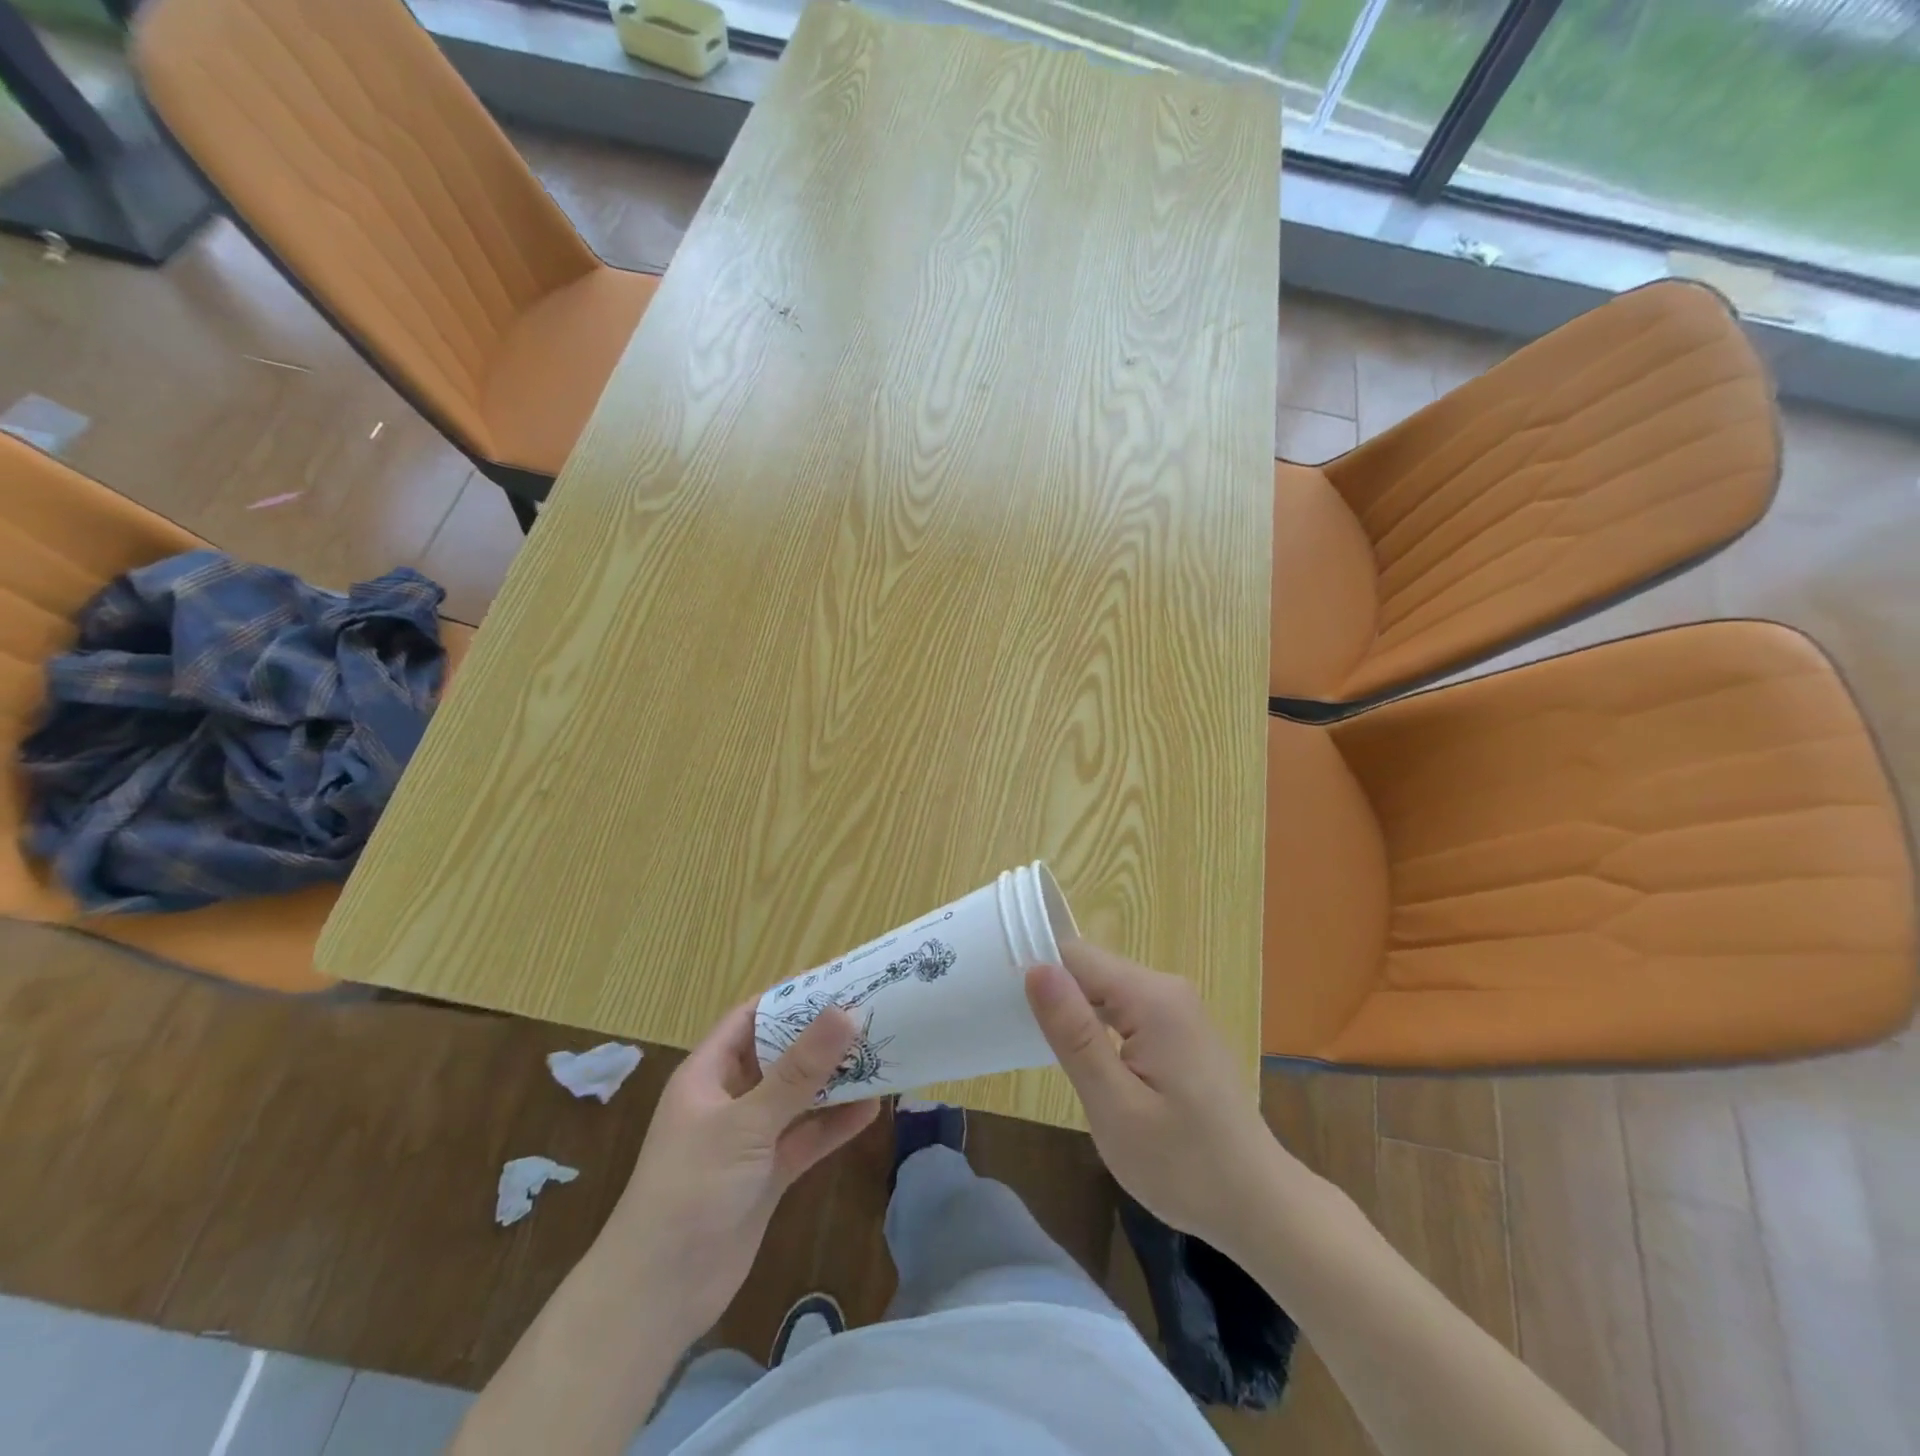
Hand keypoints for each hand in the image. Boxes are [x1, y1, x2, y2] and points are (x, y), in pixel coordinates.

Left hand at [604, 1002, 877, 1340]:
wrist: (657, 1295)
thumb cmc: (692, 1188)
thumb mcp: (747, 1122)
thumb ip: (799, 1071)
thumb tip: (845, 1013)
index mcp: (708, 1073)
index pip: (752, 1018)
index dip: (791, 998)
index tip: (837, 982)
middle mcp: (729, 1099)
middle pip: (781, 1056)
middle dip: (821, 1039)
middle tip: (871, 1016)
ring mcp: (750, 1139)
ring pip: (798, 1097)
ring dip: (834, 1081)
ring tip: (881, 1057)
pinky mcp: (767, 1175)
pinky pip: (806, 1138)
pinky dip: (834, 1125)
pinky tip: (872, 1110)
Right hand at [1025, 940, 1300, 1256]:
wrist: (1258, 1205)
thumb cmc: (1183, 1165)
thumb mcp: (1115, 1105)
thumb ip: (1074, 1034)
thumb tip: (1036, 968)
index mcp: (1152, 998)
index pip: (1077, 956)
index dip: (1037, 971)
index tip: (999, 999)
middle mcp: (1168, 990)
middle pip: (1092, 971)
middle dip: (1055, 996)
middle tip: (1017, 1035)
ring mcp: (1178, 1010)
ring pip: (1106, 992)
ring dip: (1075, 1015)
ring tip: (1043, 1051)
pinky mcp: (1180, 1031)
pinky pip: (1126, 1011)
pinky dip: (1099, 1030)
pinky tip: (1087, 1063)